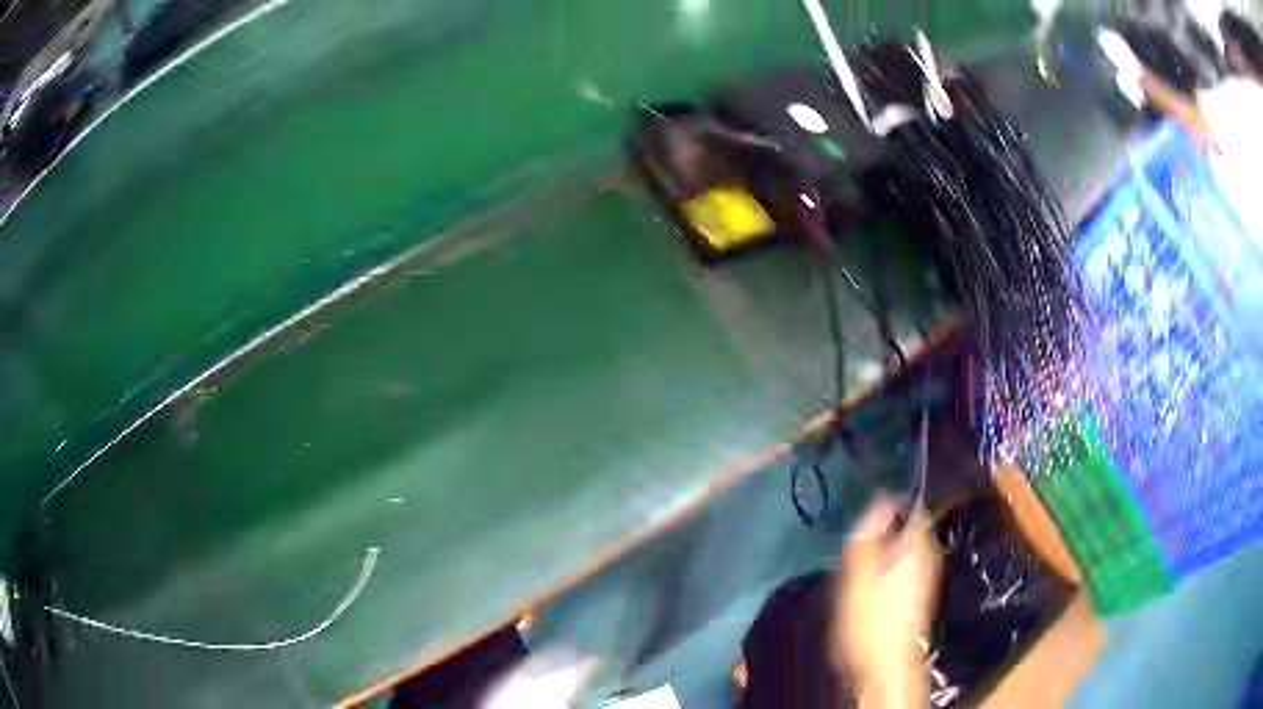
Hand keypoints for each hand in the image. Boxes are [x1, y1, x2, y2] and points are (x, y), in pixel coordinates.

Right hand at [834, 497, 939, 708]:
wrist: (886, 666)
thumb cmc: (870, 621)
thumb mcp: (858, 577)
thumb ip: (867, 538)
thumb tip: (879, 499)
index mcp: (916, 547)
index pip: (912, 506)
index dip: (890, 500)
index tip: (864, 504)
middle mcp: (927, 556)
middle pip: (908, 527)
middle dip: (884, 526)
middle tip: (855, 536)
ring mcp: (925, 576)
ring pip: (904, 548)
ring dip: (883, 547)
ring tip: (856, 558)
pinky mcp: (917, 594)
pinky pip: (902, 566)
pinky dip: (886, 565)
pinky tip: (867, 581)